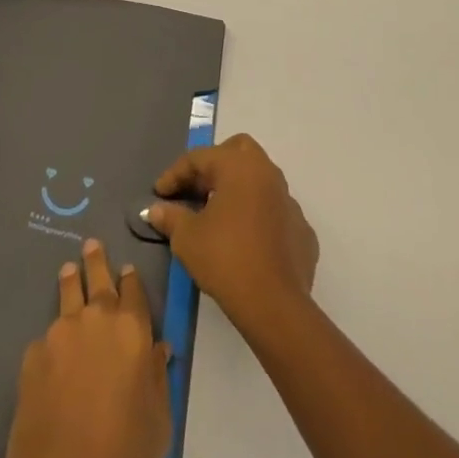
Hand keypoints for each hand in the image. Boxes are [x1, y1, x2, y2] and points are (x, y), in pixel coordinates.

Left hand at [0, 238, 171, 457]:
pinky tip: (51, 354)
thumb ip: (158, 378)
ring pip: (67, 294)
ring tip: (68, 269)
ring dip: (71, 280)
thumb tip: (158, 350)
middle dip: (97, 260)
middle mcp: (97, 319)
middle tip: (92, 244)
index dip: (131, 279)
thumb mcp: (159, 422)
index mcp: (132, 330)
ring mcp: (61, 331)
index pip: (133, 291)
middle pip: (98, 279)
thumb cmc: (123, 454)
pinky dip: (52, 340)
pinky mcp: (34, 352)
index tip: (127, 268)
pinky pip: (47, 338)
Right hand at [145, 133, 319, 334]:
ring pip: (260, 180)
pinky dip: (258, 217)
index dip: (175, 174)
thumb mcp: (187, 238)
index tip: (159, 194)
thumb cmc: (226, 259)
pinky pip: (275, 212)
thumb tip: (156, 210)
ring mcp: (289, 201)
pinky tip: (246, 240)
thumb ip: (170, 217)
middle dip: (214, 165)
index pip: (199, 158)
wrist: (275, 306)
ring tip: (218, 215)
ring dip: (238, 190)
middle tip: (195, 189)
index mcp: (239, 165)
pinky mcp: (302, 230)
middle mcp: (267, 173)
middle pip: (238, 151)